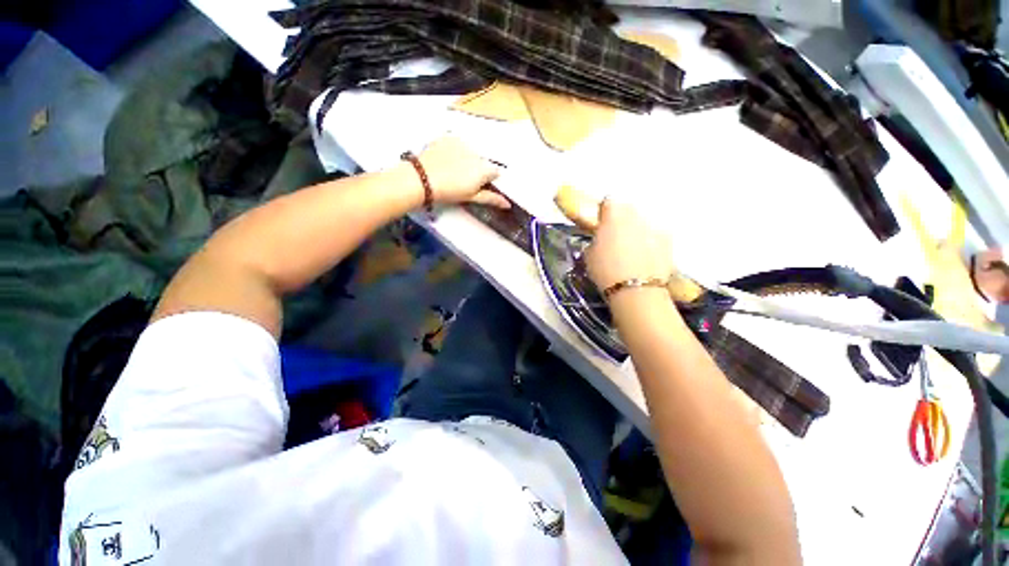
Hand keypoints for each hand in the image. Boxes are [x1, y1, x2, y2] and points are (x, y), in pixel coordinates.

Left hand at [416, 136, 508, 207]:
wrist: (423, 179)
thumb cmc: (450, 191)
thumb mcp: (471, 197)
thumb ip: (491, 198)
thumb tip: (507, 204)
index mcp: (485, 168)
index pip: (495, 172)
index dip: (487, 180)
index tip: (477, 186)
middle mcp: (477, 152)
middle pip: (482, 161)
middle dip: (476, 169)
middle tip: (462, 179)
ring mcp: (461, 143)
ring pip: (469, 152)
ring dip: (465, 159)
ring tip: (451, 169)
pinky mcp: (448, 137)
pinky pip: (456, 143)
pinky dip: (453, 150)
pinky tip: (444, 160)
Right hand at [585, 199, 673, 290]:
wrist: (636, 290)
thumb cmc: (605, 271)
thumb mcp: (589, 255)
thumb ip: (595, 241)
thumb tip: (599, 241)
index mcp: (613, 215)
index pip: (608, 201)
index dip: (603, 212)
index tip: (600, 222)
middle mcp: (636, 215)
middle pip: (628, 210)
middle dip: (621, 219)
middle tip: (615, 236)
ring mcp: (654, 226)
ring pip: (643, 223)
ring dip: (636, 230)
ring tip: (631, 250)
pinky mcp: (668, 241)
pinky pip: (656, 235)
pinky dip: (651, 242)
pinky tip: (645, 257)